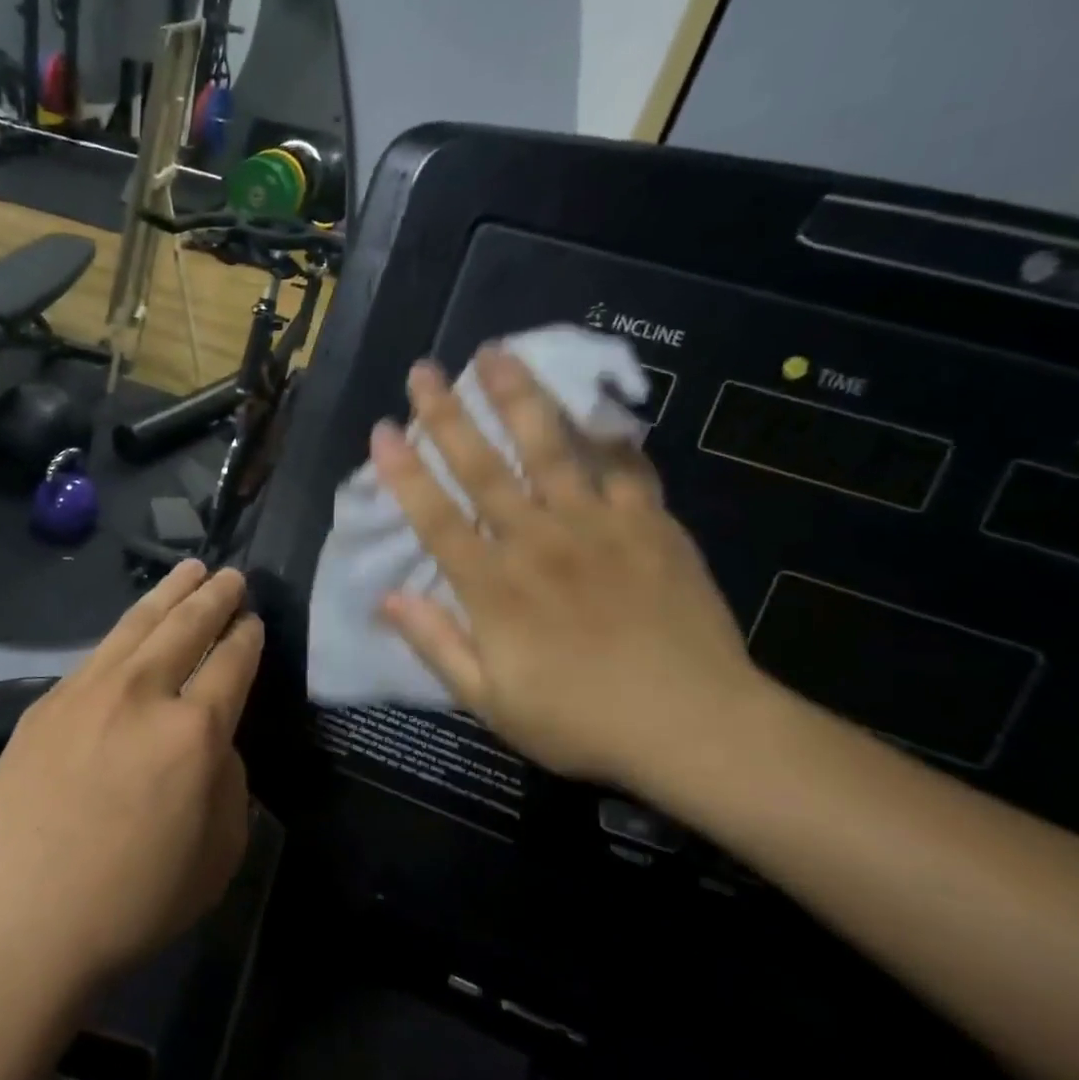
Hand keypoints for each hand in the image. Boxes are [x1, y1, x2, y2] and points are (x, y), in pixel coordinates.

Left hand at [0, 561, 263, 989]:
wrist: (21, 923)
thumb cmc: (134, 901)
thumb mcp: (219, 852)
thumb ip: (227, 780)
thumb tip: (211, 742)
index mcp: (194, 732)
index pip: (232, 663)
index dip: (247, 638)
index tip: (254, 621)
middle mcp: (142, 694)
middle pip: (186, 626)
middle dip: (214, 596)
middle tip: (230, 575)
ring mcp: (86, 692)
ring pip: (137, 625)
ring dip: (168, 594)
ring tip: (188, 569)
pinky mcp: (45, 704)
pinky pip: (97, 654)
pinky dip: (124, 631)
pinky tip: (132, 626)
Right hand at [371, 344, 768, 789]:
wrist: (695, 726)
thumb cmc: (580, 720)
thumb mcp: (489, 701)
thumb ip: (436, 644)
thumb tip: (387, 597)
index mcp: (495, 587)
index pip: (437, 517)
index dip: (405, 472)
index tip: (383, 430)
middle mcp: (540, 542)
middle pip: (486, 468)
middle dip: (449, 415)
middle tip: (424, 370)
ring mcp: (600, 527)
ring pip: (552, 449)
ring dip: (520, 398)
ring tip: (497, 353)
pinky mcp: (652, 525)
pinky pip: (627, 467)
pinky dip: (609, 432)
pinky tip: (595, 399)